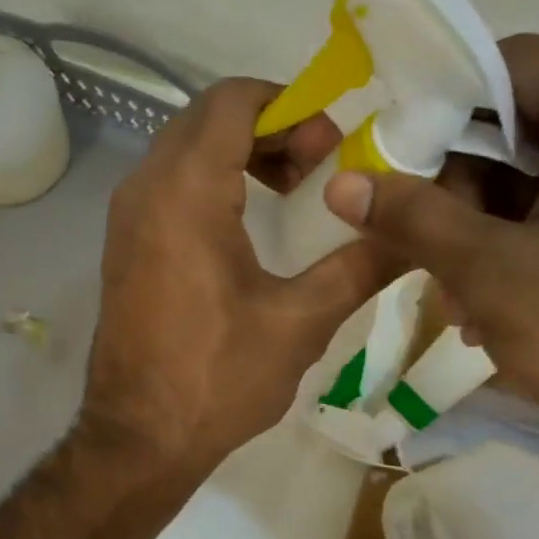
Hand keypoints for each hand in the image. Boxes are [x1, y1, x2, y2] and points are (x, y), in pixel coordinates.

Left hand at [80, 78, 395, 473]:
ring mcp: (126, 219)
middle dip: (270, 128)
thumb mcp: (300, 323)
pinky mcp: (124, 249)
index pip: (234, 100)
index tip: (331, 147)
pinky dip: (211, 184)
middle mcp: (144, 189)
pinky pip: (168, 187)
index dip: (290, 106)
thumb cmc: (218, 379)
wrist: (140, 439)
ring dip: (240, 155)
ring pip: (185, 151)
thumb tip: (415, 234)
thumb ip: (360, 266)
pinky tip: (249, 227)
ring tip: (292, 193)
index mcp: (185, 191)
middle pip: (208, 119)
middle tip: (319, 168)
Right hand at [323, 35, 538, 439]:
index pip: (507, 65)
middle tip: (422, 251)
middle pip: (510, 126)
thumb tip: (340, 183)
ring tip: (455, 298)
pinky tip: (484, 305)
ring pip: (522, 177)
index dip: (438, 107)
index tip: (389, 163)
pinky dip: (505, 248)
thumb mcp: (494, 273)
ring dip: (473, 232)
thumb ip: (415, 220)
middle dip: (454, 192)